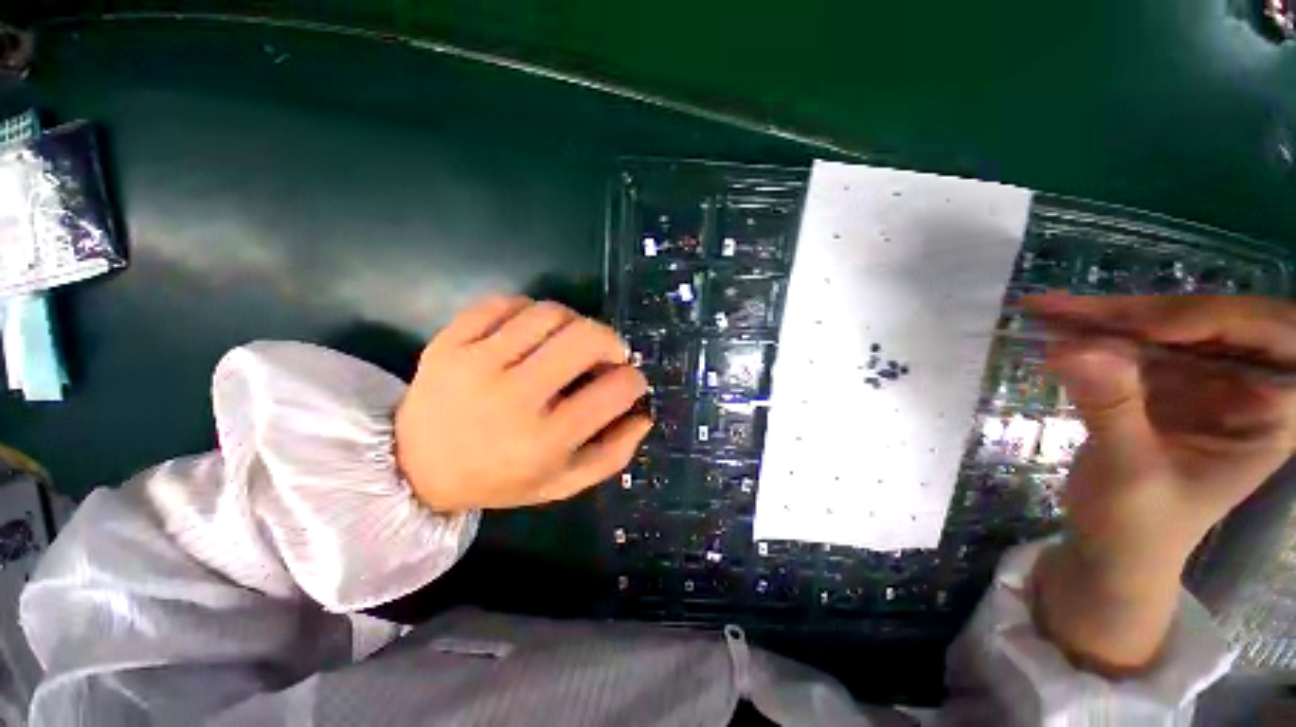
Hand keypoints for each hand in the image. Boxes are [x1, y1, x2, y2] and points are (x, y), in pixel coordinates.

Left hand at [395, 296, 651, 512]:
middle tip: (609, 353)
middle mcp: (513, 397)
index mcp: (544, 440)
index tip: (630, 381)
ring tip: (569, 342)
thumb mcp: (563, 483)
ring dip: (574, 323)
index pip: (614, 391)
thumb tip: (645, 415)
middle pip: (585, 338)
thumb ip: (613, 454)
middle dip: (611, 341)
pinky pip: (504, 303)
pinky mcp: (448, 341)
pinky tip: (531, 333)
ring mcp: (475, 363)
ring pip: (549, 313)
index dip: (634, 380)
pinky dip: (530, 311)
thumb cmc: (499, 479)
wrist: (415, 468)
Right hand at [1025, 294, 1295, 672]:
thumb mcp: (1130, 474)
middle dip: (1142, 313)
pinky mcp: (1157, 381)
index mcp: (1267, 413)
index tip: (1149, 326)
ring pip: (1160, 325)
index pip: (1274, 341)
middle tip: (1070, 309)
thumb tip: (1073, 348)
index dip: (1219, 321)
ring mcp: (1198, 380)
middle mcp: (1242, 385)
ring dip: (1103, 316)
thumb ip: (1112, 410)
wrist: (1109, 545)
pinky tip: (1051, 323)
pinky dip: (1087, 331)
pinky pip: (1127, 342)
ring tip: (1046, 310)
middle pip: (1207, 323)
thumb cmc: (1137, 527)